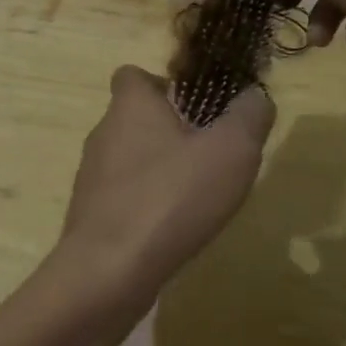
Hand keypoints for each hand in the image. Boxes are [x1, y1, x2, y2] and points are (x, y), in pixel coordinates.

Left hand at [59, 66, 274, 289]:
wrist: (109, 270)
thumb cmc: (171, 197)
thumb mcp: (231, 151)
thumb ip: (249, 117)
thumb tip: (255, 97)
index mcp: (130, 105)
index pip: (134, 75)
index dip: (164, 84)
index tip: (197, 107)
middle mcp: (104, 132)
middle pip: (135, 118)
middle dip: (170, 132)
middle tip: (210, 156)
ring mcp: (92, 175)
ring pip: (130, 159)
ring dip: (160, 170)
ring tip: (197, 197)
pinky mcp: (90, 213)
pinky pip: (124, 196)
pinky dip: (147, 204)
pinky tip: (172, 229)